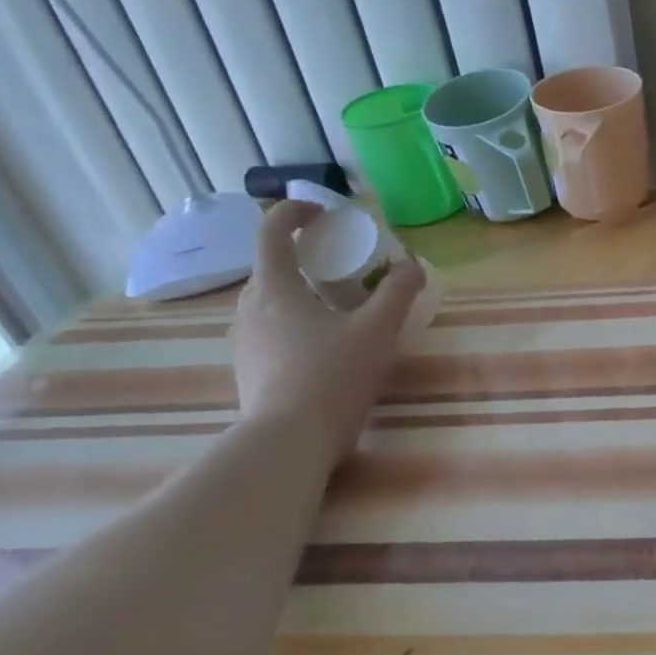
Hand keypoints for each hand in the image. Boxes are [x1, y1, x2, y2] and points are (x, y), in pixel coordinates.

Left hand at [230, 201, 424, 465]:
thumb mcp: (378, 329)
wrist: (288, 442)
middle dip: (302, 255)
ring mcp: (244, 342)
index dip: (295, 212)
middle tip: (340, 263)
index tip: (324, 213)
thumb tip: (411, 265)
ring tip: (336, 305)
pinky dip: (295, 321)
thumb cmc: (333, 375)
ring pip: (270, 301)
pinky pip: (271, 330)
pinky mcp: (249, 370)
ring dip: (299, 291)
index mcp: (275, 288)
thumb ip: (398, 292)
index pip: (272, 231)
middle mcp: (250, 309)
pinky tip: (325, 345)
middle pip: (270, 266)